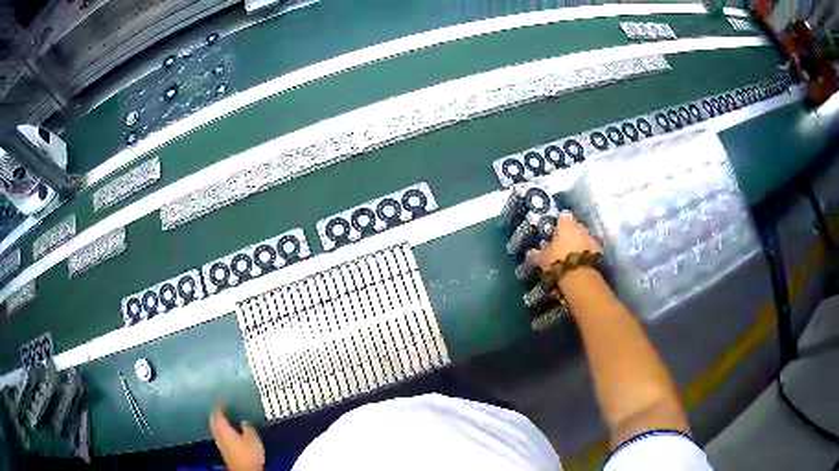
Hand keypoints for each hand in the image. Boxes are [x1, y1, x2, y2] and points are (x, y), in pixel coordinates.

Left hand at [210, 406, 264, 470]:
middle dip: (218, 411)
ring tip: (230, 415)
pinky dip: (222, 427)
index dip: (221, 403)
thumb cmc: (248, 453)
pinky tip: (231, 428)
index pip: (217, 411)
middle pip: (213, 417)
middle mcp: (217, 431)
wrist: (245, 470)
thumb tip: (243, 420)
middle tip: (227, 405)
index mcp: (222, 427)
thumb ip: (247, 426)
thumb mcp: (252, 437)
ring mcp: (218, 440)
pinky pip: (219, 432)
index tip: (226, 398)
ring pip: (215, 425)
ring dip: (220, 420)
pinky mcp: (222, 447)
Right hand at [527, 211, 601, 271]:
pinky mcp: (600, 252)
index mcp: (566, 225)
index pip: (564, 216)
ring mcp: (592, 239)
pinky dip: (588, 253)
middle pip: (576, 226)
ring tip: (573, 255)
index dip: (560, 222)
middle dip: (572, 233)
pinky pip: (592, 249)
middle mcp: (581, 228)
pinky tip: (582, 262)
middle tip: (564, 243)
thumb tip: (528, 252)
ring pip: (585, 237)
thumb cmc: (558, 262)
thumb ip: (536, 254)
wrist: (580, 277)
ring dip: (581, 243)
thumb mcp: (542, 259)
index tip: (556, 229)